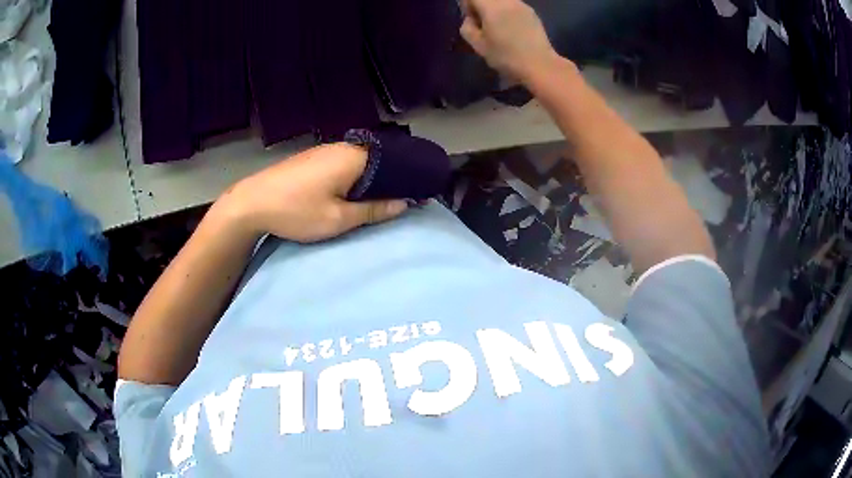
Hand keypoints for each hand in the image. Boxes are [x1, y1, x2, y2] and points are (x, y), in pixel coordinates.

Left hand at [217, 143, 407, 242]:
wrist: (251, 202)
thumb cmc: (296, 211)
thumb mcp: (338, 218)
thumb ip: (373, 210)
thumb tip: (404, 203)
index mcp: (353, 158)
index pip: (394, 161)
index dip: (410, 177)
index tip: (422, 193)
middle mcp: (342, 147)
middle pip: (378, 158)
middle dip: (393, 176)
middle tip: (406, 197)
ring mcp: (325, 150)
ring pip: (361, 160)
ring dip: (374, 176)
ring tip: (385, 196)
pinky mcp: (313, 158)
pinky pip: (345, 162)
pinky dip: (357, 175)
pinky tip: (357, 189)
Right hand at [460, 0, 557, 81]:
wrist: (540, 65)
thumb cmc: (506, 57)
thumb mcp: (479, 46)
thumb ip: (468, 28)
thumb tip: (471, 19)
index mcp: (491, 7)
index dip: (467, 5)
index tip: (471, 19)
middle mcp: (507, 1)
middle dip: (481, 6)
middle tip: (483, 24)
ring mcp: (522, 5)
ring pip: (500, 1)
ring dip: (495, 9)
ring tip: (498, 27)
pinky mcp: (532, 12)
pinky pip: (513, 6)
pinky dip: (507, 13)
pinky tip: (512, 30)